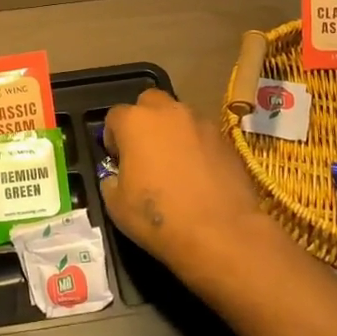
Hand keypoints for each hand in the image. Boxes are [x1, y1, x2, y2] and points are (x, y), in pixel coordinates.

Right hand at [101, 89, 271, 282]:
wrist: (222, 233)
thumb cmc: (160, 218)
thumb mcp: (116, 206)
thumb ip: (111, 182)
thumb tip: (117, 178)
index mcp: (135, 122)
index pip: (114, 116)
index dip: (112, 138)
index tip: (116, 160)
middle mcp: (168, 112)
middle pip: (149, 102)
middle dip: (144, 121)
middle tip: (145, 152)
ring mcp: (201, 123)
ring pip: (180, 117)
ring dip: (173, 132)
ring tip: (175, 165)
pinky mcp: (226, 139)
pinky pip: (203, 136)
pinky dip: (197, 147)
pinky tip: (199, 175)